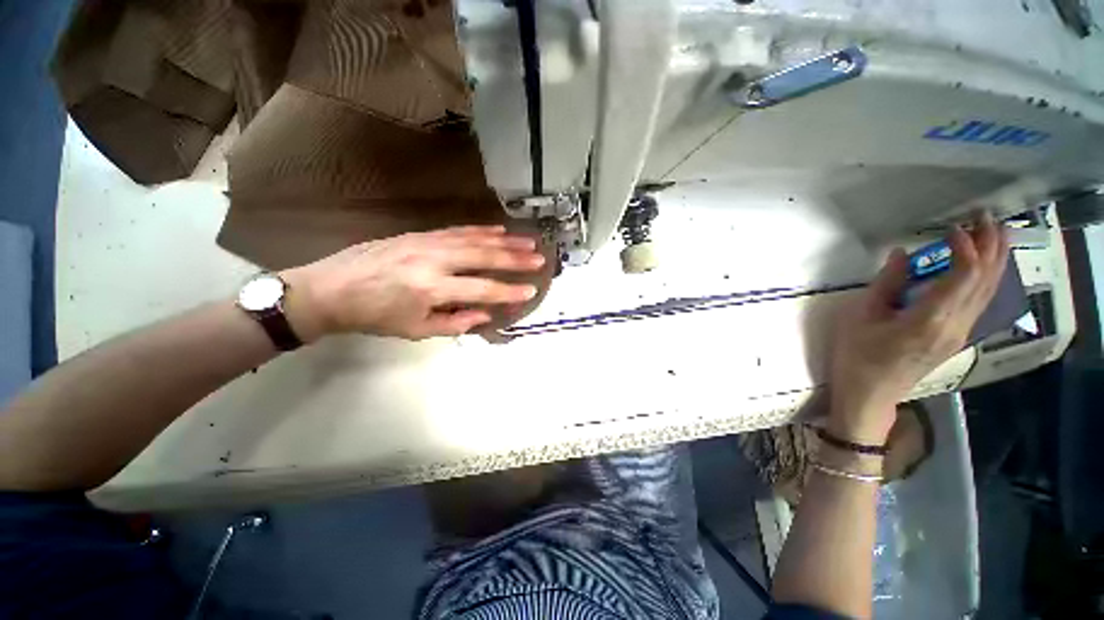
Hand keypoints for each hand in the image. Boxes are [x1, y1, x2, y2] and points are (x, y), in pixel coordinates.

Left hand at [280, 226, 545, 340]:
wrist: (330, 290)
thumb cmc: (374, 317)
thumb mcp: (416, 330)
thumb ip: (455, 323)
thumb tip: (485, 315)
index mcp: (431, 289)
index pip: (481, 289)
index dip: (509, 291)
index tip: (531, 290)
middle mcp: (433, 261)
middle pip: (483, 257)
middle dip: (515, 259)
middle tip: (539, 258)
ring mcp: (425, 243)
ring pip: (473, 239)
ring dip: (504, 240)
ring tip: (527, 241)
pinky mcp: (418, 234)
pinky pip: (455, 230)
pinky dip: (479, 230)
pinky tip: (497, 230)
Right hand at [828, 212, 1008, 443]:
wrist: (870, 394)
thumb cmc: (858, 355)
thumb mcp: (861, 317)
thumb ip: (886, 284)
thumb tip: (901, 254)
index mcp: (930, 319)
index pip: (964, 275)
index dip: (965, 246)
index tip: (952, 227)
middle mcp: (955, 325)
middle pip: (985, 280)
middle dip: (991, 246)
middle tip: (987, 217)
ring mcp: (959, 333)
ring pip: (988, 292)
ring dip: (995, 260)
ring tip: (995, 233)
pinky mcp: (956, 338)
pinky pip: (980, 303)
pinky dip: (986, 279)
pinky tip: (984, 267)